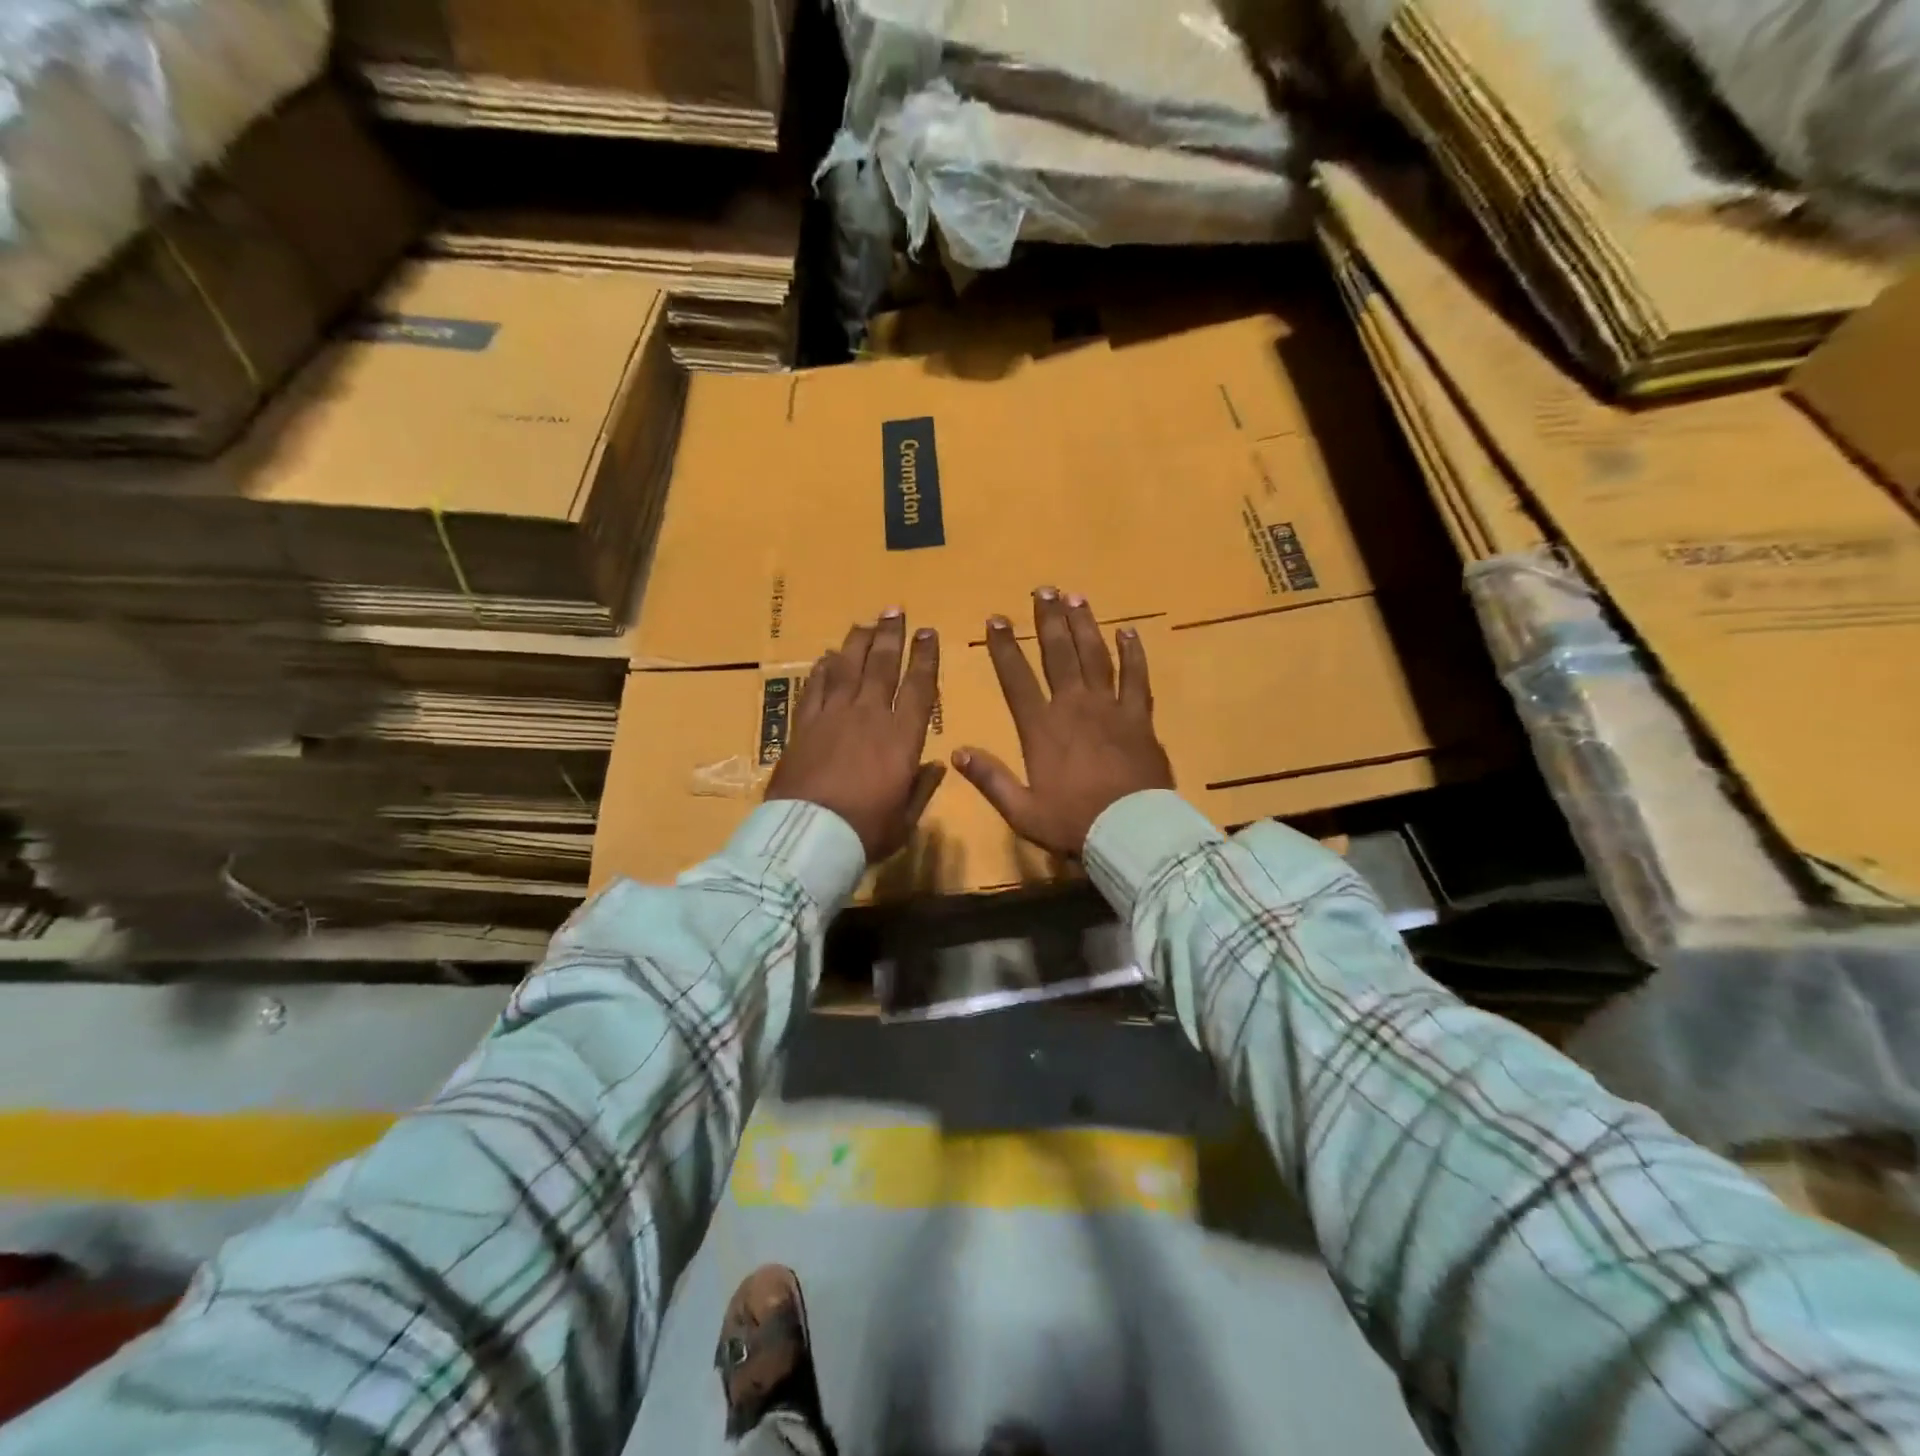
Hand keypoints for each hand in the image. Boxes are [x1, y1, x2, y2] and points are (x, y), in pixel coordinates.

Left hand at [766, 609, 944, 862]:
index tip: (928, 633)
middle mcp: (869, 716)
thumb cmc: (865, 831)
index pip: (919, 688)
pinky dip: (822, 669)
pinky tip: (827, 656)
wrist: (808, 836)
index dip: (925, 657)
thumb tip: (937, 764)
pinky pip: (815, 687)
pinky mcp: (803, 725)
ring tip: (864, 623)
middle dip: (890, 635)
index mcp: (902, 738)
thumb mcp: (905, 819)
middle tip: (894, 611)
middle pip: (882, 666)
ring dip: (857, 642)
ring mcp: (833, 716)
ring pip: (847, 668)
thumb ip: (922, 788)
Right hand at [953, 588, 1173, 856]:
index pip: (1016, 679)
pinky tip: (1128, 631)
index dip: (1004, 647)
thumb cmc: (1073, 823)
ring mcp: (1110, 709)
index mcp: (1042, 729)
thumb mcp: (1022, 810)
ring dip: (1084, 626)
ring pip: (1095, 657)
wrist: (1131, 832)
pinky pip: (1136, 677)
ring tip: (1076, 598)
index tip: (995, 619)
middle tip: (1043, 590)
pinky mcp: (1140, 718)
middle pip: (1058, 654)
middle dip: (1048, 620)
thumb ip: (990, 779)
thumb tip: (957, 752)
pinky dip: (1132, 653)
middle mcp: (1074, 707)